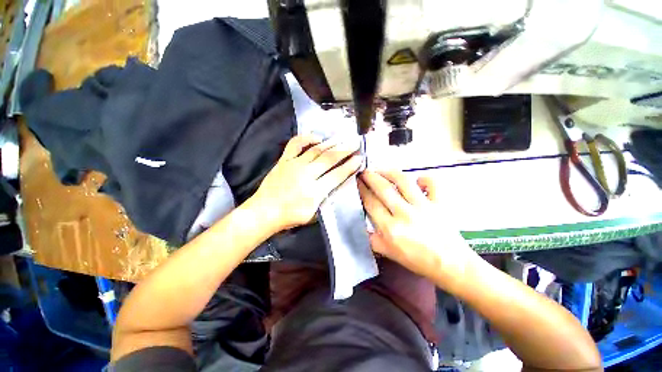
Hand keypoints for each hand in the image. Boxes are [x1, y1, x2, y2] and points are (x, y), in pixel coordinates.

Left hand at [249, 134, 362, 231]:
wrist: (264, 211)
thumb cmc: (290, 216)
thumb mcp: (313, 215)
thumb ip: (325, 200)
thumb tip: (336, 186)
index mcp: (314, 191)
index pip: (337, 175)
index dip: (350, 166)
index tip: (359, 159)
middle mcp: (306, 175)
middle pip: (329, 159)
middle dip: (345, 150)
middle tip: (355, 143)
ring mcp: (294, 165)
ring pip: (316, 150)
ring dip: (331, 144)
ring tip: (342, 139)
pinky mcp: (284, 160)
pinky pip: (295, 144)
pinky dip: (306, 138)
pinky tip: (317, 137)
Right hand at [358, 170, 479, 288]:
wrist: (450, 265)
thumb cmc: (417, 260)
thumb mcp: (388, 253)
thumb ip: (372, 239)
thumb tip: (362, 225)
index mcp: (390, 228)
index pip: (371, 203)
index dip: (363, 190)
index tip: (358, 181)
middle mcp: (405, 214)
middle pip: (383, 189)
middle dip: (371, 177)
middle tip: (365, 171)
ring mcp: (424, 206)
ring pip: (403, 181)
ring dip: (389, 172)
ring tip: (381, 169)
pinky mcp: (440, 203)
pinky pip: (432, 183)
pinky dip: (424, 178)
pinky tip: (418, 181)